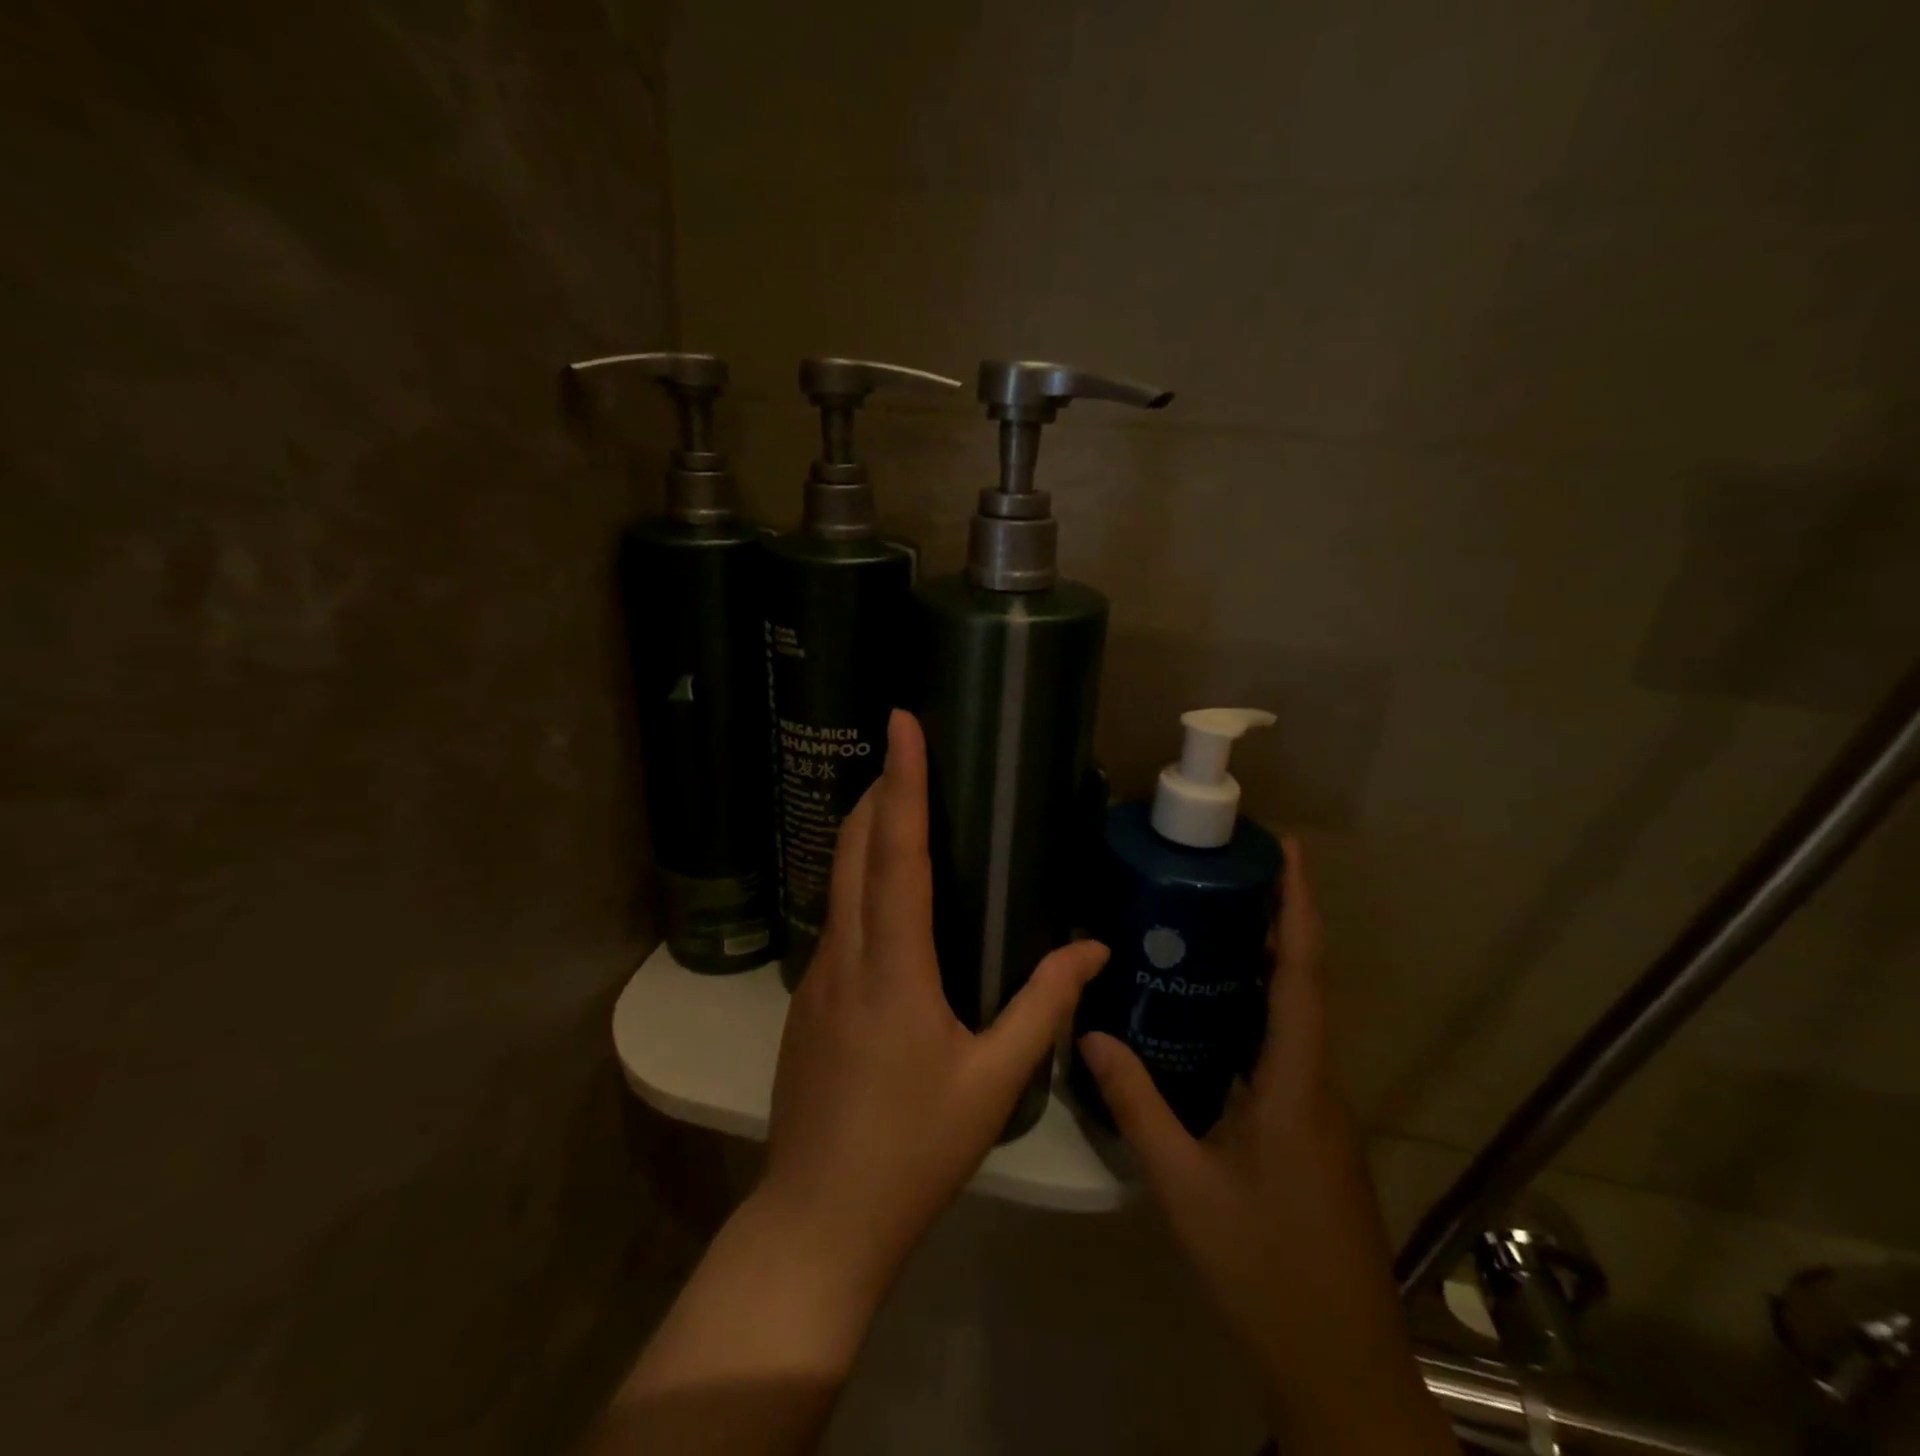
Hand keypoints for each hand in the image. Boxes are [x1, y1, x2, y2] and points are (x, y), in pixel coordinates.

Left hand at [758, 709, 1109, 1298]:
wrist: (818, 1220)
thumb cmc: (913, 1151)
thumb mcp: (993, 1083)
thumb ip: (1043, 1007)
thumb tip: (1094, 948)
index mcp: (894, 968)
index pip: (897, 853)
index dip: (903, 783)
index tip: (902, 725)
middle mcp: (846, 956)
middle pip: (853, 848)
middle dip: (876, 789)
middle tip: (904, 751)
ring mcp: (816, 976)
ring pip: (836, 879)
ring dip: (861, 830)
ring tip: (894, 801)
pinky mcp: (806, 999)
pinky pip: (834, 917)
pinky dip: (856, 878)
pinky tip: (883, 894)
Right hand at [1078, 843, 1452, 1453]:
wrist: (1338, 1366)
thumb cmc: (1264, 1268)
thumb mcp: (1185, 1185)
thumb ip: (1137, 1105)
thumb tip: (1094, 1033)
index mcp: (1295, 1083)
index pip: (1302, 975)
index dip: (1299, 908)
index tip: (1288, 851)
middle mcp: (1316, 1083)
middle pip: (1302, 984)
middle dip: (1275, 921)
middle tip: (1223, 876)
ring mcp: (1318, 1109)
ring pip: (1293, 1018)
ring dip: (1264, 966)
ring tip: (1207, 927)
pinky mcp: (1310, 1131)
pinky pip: (1283, 1050)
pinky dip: (1254, 1013)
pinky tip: (1209, 1017)